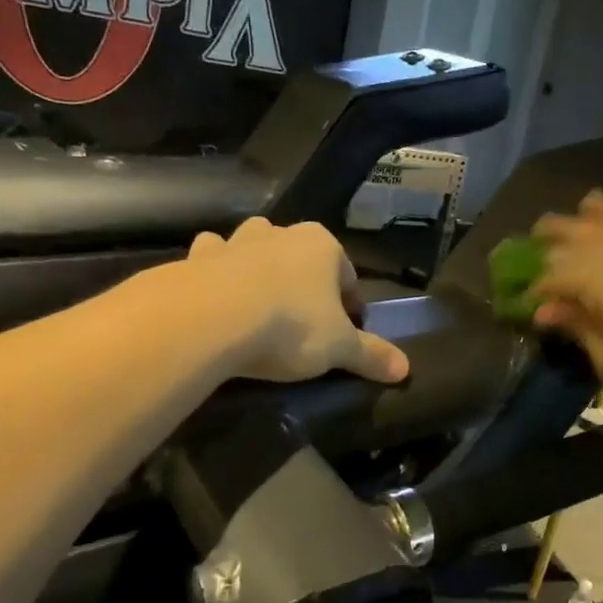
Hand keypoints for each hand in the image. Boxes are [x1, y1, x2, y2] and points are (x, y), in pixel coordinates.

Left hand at [187, 217, 409, 383]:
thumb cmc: (289, 326)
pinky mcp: (196, 258)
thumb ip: (371, 355)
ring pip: (254, 246)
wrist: (210, 318)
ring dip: (258, 265)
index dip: (350, 303)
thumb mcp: (338, 348)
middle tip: (303, 318)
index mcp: (322, 245)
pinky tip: (215, 297)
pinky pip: (211, 259)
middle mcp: (279, 233)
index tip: (347, 330)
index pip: (347, 273)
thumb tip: (406, 369)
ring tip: (258, 303)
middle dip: (303, 280)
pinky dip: (214, 271)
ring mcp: (235, 242)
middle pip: (300, 255)